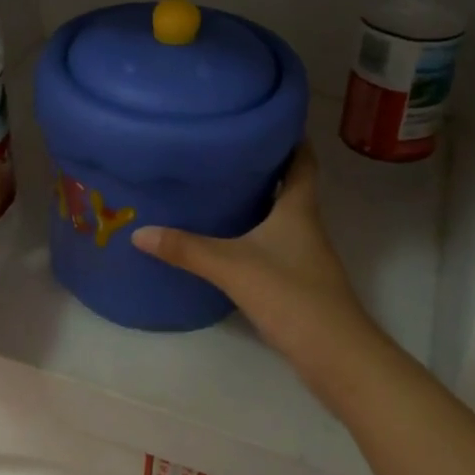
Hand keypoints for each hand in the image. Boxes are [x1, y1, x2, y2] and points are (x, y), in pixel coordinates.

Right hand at [132, 144, 377, 370]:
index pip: (303, 161)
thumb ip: (187, 249)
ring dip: (260, 202)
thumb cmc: (291, 295)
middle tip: (226, 151)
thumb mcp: (233, 267)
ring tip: (220, 189)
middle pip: (292, 186)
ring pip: (282, 217)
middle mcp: (306, 226)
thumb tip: (140, 232)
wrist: (335, 354)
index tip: (268, 120)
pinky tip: (229, 241)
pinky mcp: (299, 283)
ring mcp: (306, 256)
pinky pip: (275, 246)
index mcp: (299, 209)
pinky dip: (256, 235)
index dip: (291, 138)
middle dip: (266, 167)